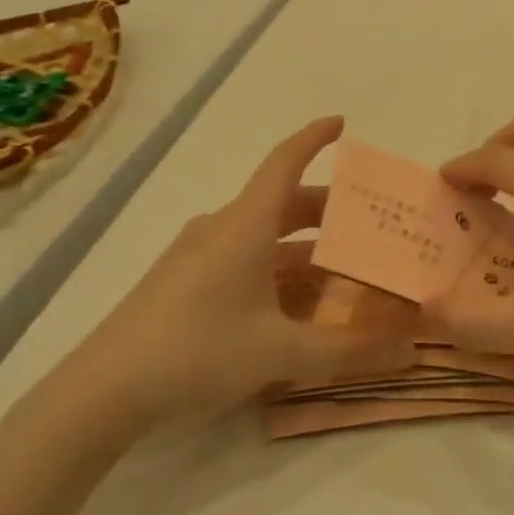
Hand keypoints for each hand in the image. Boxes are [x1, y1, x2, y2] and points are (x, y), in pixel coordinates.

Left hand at [49, 118, 393, 440]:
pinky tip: (290, 303)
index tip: (342, 123)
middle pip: (280, 202)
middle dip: (325, 209)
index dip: (314, 138)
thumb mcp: (280, 352)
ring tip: (339, 269)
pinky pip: (241, 258)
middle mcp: (220, 229)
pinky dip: (274, 267)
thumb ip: (348, 353)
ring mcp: (196, 255)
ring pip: (261, 234)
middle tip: (366, 224)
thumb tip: (409, 354)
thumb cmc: (197, 351)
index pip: (284, 162)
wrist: (103, 391)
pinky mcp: (181, 281)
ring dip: (301, 245)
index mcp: (245, 226)